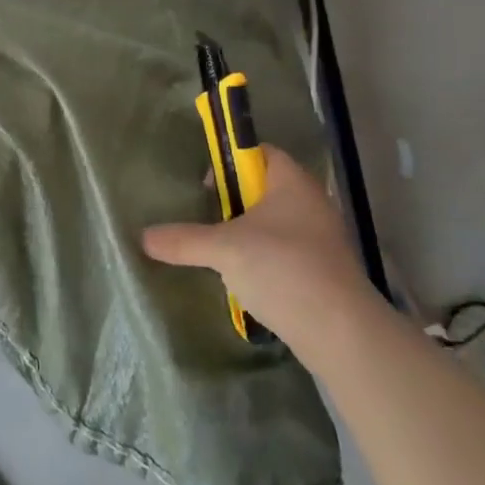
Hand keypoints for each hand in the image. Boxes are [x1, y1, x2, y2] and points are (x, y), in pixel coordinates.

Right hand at [141, 147, 368, 340]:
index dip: (230, 162)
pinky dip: (266, 260)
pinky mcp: (325, 271)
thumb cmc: (282, 268)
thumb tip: (143, 237)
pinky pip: (287, 252)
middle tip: (208, 219)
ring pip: (276, 223)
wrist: (340, 332)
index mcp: (292, 182)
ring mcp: (322, 239)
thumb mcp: (223, 249)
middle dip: (235, 202)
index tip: (206, 187)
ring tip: (222, 254)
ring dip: (249, 234)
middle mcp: (312, 203)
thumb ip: (183, 240)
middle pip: (265, 189)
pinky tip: (247, 281)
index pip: (260, 152)